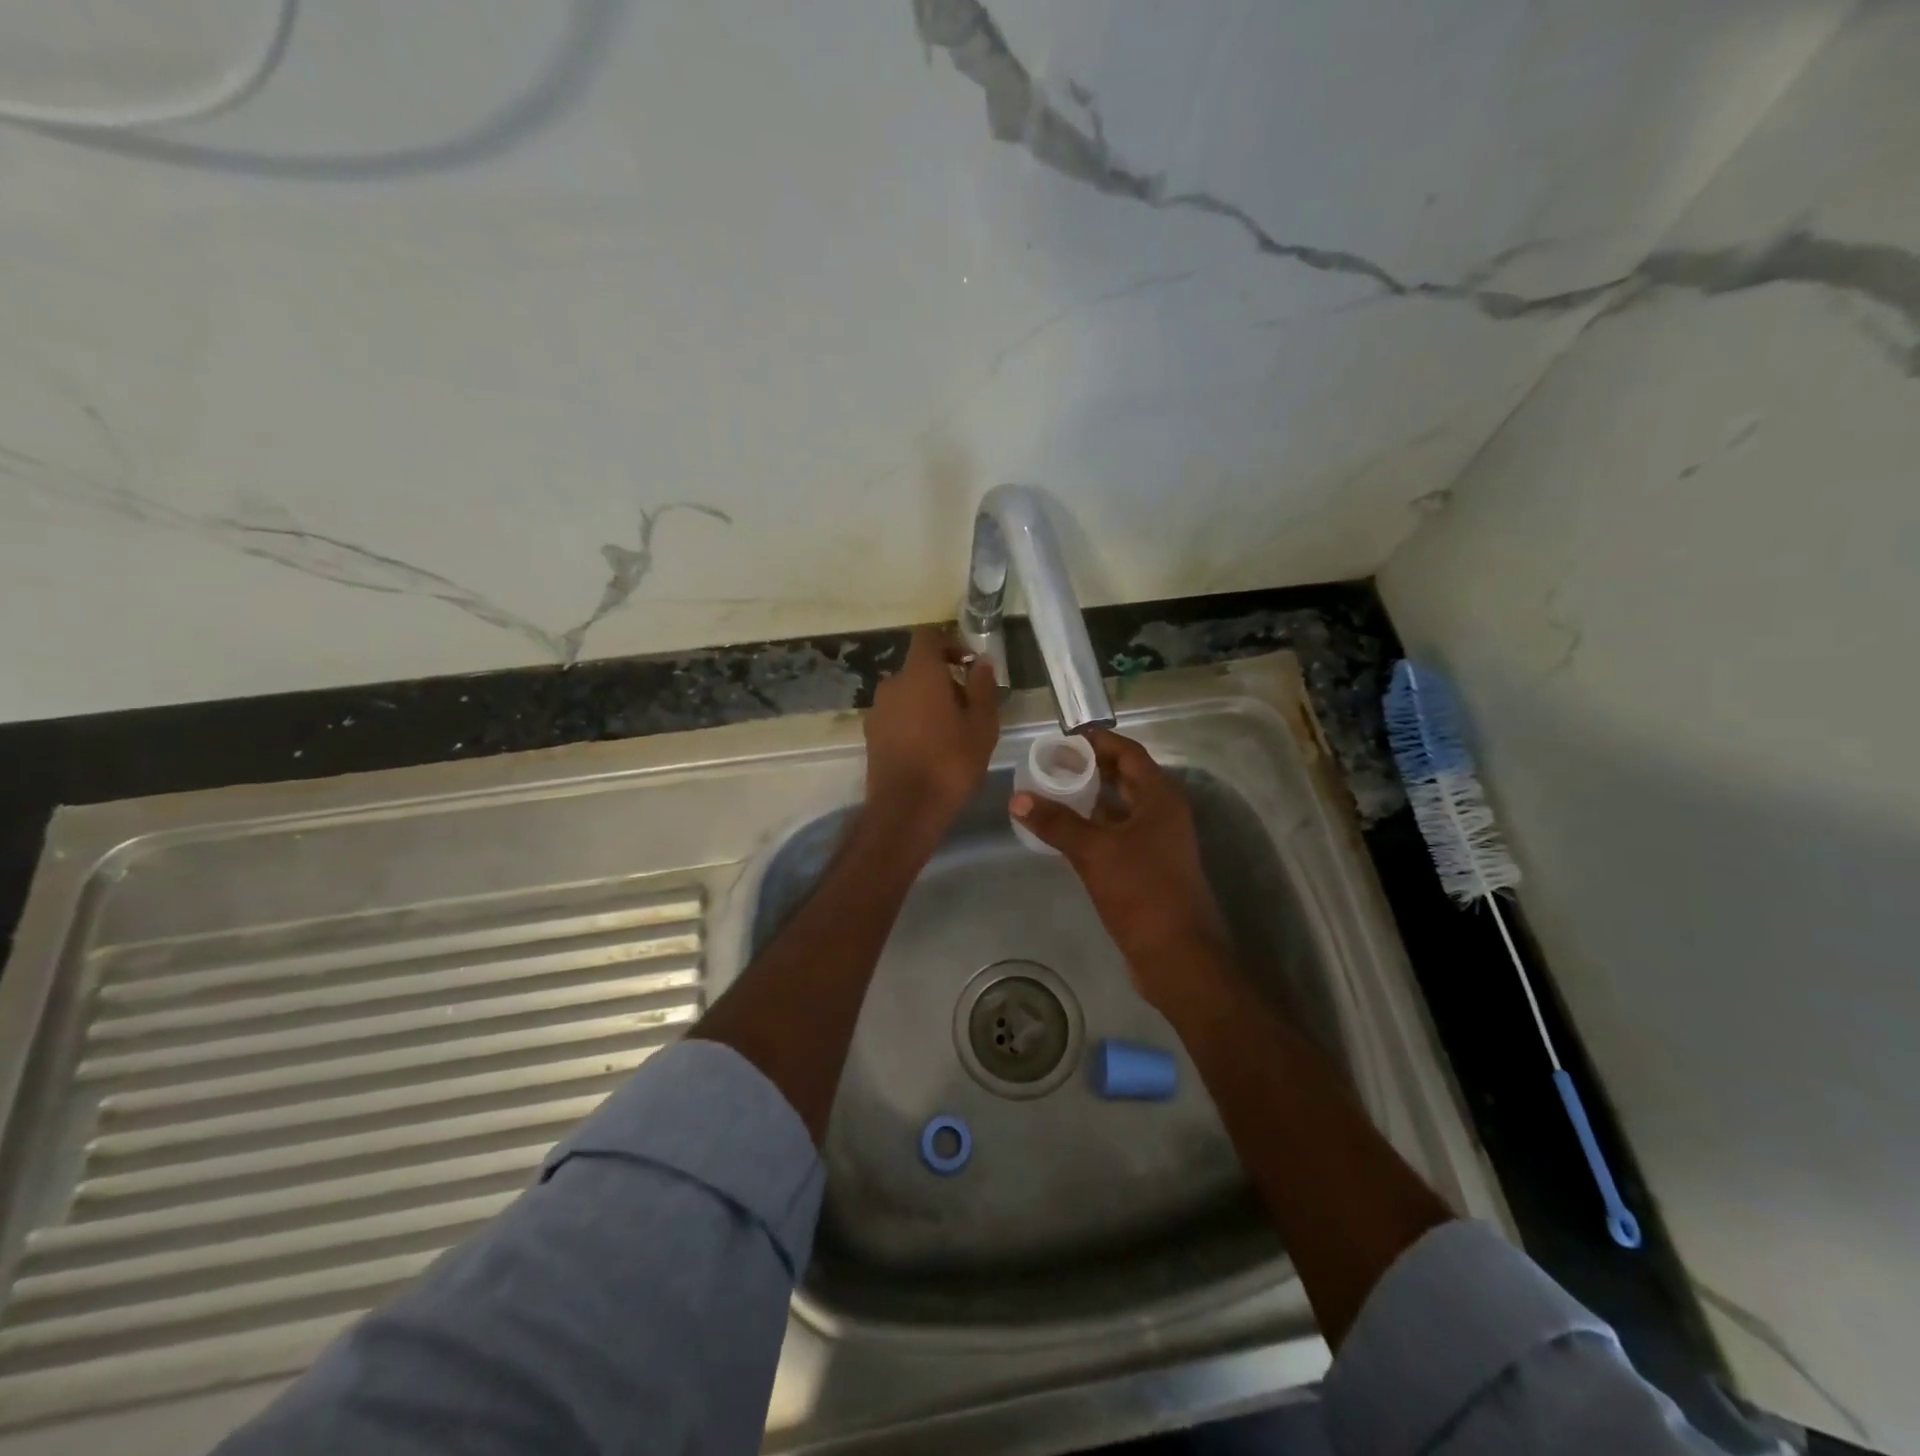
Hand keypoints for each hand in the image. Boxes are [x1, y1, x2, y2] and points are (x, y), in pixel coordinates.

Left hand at [864, 625, 999, 846]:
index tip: (968, 665)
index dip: (949, 644)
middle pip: (918, 668)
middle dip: (943, 679)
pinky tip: (930, 747)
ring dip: (927, 702)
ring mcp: (877, 710)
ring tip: (951, 731)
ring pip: (907, 693)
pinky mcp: (871, 735)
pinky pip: (896, 715)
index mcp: (919, 674)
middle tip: (968, 707)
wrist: (905, 809)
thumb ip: (982, 687)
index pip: (928, 637)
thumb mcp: (982, 725)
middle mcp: (892, 684)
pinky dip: (912, 721)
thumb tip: (981, 661)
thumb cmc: (950, 762)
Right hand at [1011, 728, 1230, 1006]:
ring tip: (1051, 791)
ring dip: (1090, 797)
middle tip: (1050, 763)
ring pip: (1120, 806)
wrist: (1178, 954)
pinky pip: (1118, 832)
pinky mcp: (1149, 865)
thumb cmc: (1142, 892)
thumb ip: (1056, 822)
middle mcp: (1162, 811)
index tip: (1062, 738)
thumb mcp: (1094, 852)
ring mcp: (1158, 840)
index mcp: (1159, 796)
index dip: (1097, 741)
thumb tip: (1017, 798)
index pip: (1127, 752)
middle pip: (1124, 776)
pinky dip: (1094, 825)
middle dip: (1089, 767)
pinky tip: (1066, 831)